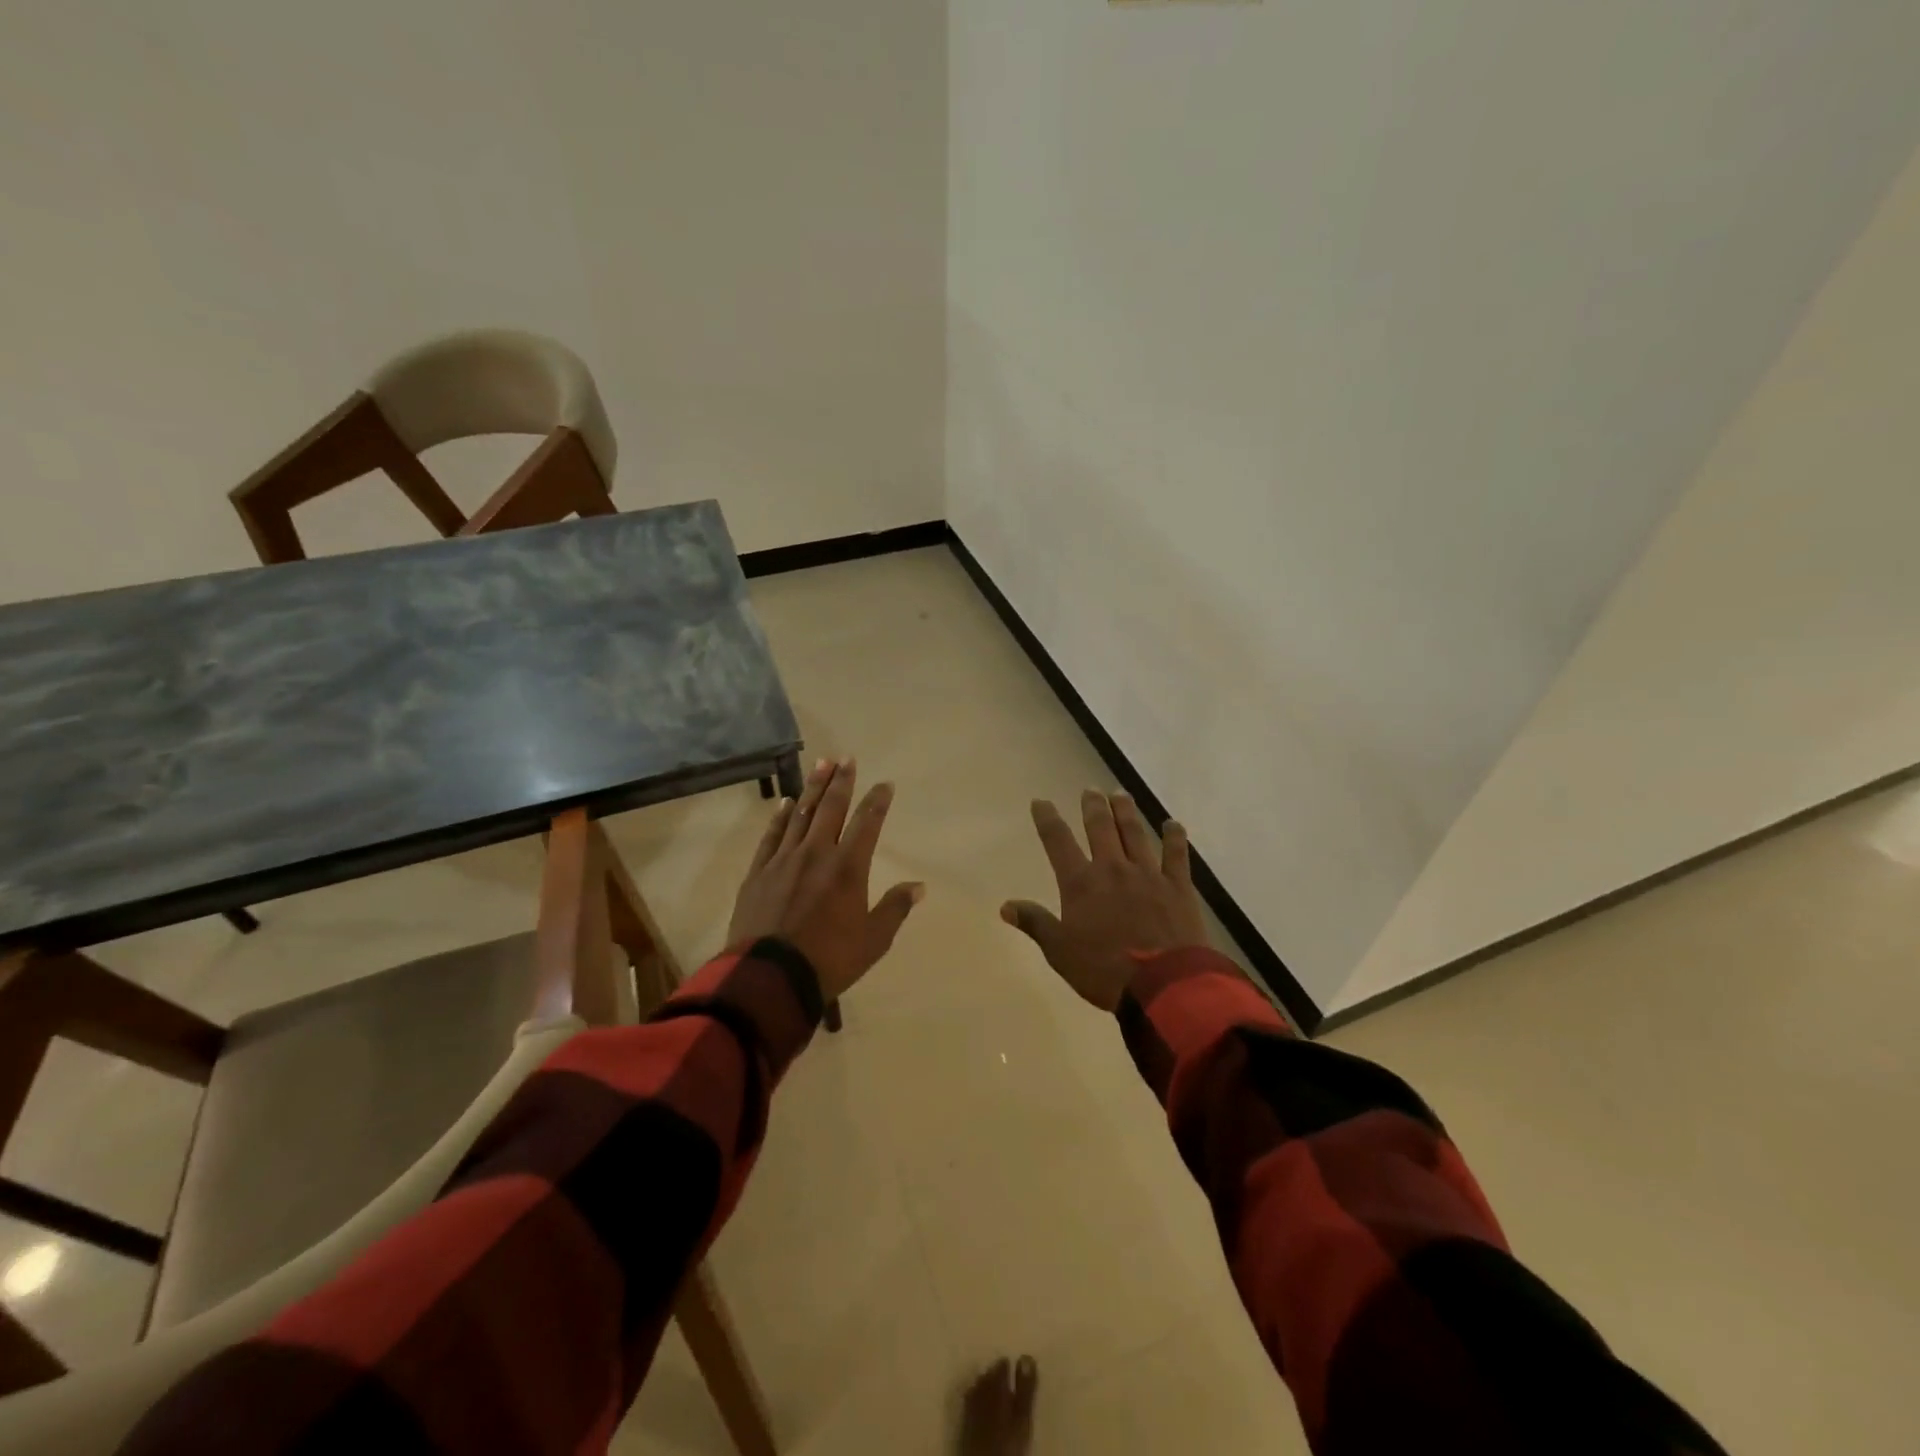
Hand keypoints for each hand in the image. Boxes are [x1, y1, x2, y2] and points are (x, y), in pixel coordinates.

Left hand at [727, 757, 924, 1002]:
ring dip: (812, 788)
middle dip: (841, 781)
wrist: (770, 977)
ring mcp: (784, 860)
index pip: (867, 823)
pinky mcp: (759, 872)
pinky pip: (772, 836)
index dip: (877, 801)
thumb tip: (919, 886)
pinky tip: (786, 803)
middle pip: (831, 808)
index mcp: (848, 867)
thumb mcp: (873, 940)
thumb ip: (895, 909)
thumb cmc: (829, 960)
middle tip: (846, 758)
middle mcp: (817, 853)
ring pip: (801, 814)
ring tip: (821, 764)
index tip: (885, 784)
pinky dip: (780, 817)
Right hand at [1001, 790, 1207, 1011]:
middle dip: (1093, 807)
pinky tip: (1172, 824)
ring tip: (1120, 795)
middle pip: (1100, 828)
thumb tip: (1005, 906)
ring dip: (1126, 812)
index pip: (1058, 842)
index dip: (1048, 820)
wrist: (1162, 984)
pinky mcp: (1177, 886)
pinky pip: (1176, 854)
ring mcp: (1147, 874)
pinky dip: (1174, 837)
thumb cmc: (1103, 970)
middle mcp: (1112, 869)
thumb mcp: (1059, 951)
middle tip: (1090, 790)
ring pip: (1134, 833)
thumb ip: (1035, 923)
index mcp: (1081, 884)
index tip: (1041, 802)